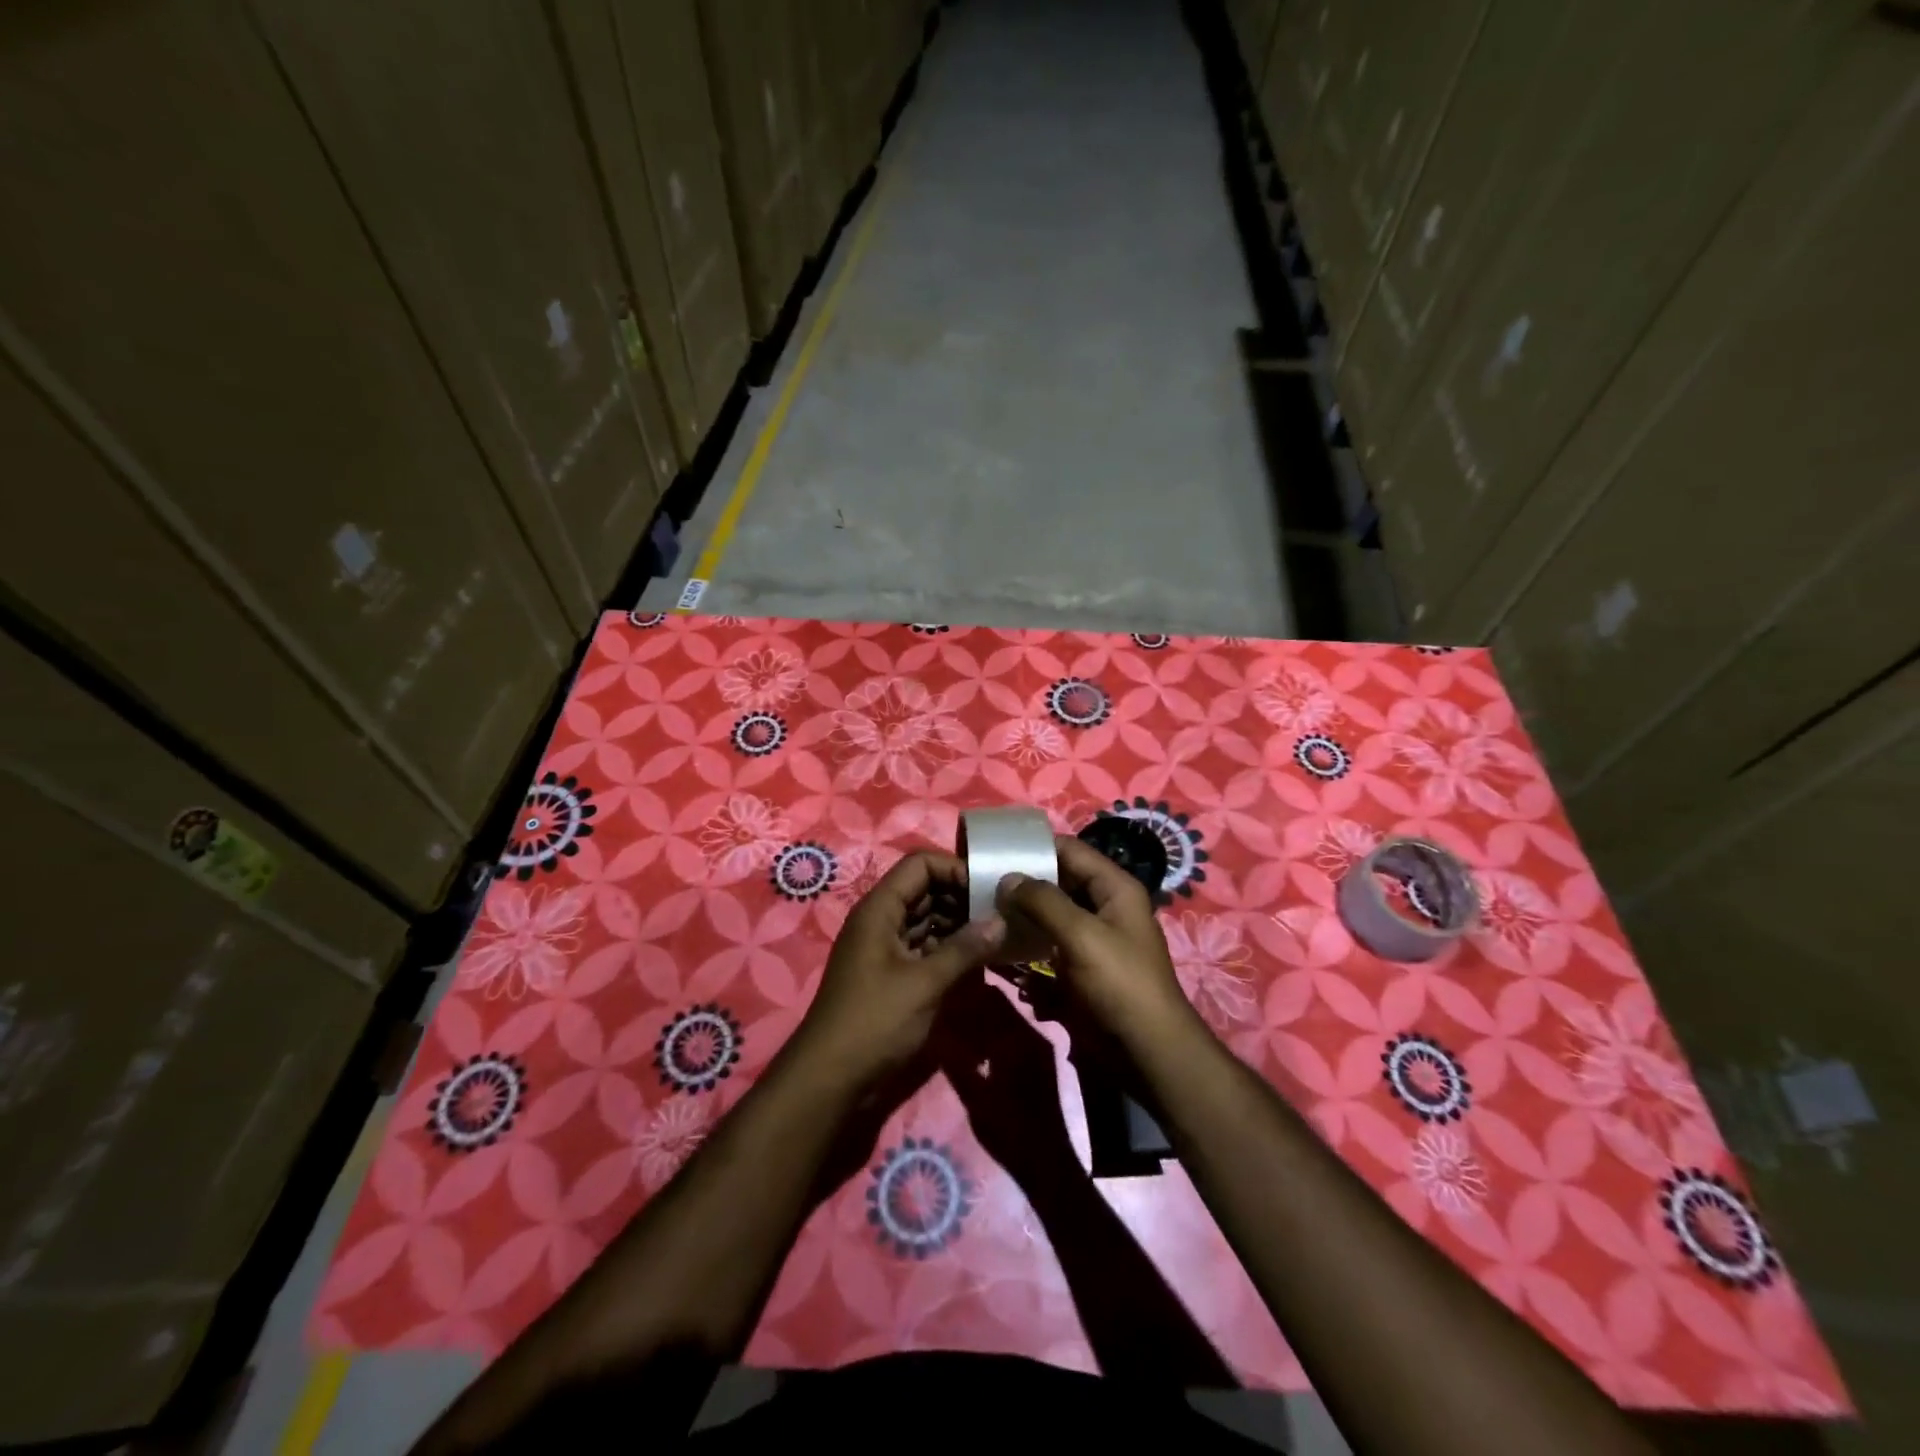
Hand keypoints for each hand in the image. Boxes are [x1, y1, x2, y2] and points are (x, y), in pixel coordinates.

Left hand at [791, 850, 1005, 1092]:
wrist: (830, 1079)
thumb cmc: (875, 1022)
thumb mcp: (924, 983)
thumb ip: (964, 949)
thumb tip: (1001, 921)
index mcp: (880, 909)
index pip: (920, 864)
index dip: (955, 869)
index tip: (989, 890)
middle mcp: (881, 920)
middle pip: (925, 889)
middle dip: (962, 898)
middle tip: (1001, 915)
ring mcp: (885, 948)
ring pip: (927, 920)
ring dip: (959, 925)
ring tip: (996, 937)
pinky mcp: (892, 975)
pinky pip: (924, 948)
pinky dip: (949, 950)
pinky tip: (977, 962)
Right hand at [936, 977, 1082, 1193]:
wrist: (1049, 1164)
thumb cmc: (1009, 1133)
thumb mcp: (975, 1099)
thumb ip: (956, 1061)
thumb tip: (935, 1030)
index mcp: (1016, 1037)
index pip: (988, 997)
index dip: (964, 992)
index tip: (942, 989)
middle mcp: (1031, 1032)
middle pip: (998, 1002)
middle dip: (972, 1000)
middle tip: (945, 1002)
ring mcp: (1039, 1044)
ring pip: (1006, 1015)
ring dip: (983, 1014)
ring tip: (956, 1020)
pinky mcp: (1041, 1058)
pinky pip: (1015, 1030)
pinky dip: (995, 1030)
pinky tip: (977, 1042)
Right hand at [996, 836, 1194, 1046]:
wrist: (1146, 1050)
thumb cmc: (1119, 983)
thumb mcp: (1081, 935)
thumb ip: (1043, 901)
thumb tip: (1007, 878)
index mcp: (1114, 888)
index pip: (1070, 850)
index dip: (1035, 847)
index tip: (994, 850)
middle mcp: (1105, 906)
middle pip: (1059, 881)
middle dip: (1024, 882)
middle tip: (980, 883)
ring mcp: (1093, 938)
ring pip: (1052, 914)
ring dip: (1023, 914)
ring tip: (984, 911)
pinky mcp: (1082, 966)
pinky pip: (1050, 944)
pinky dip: (1029, 943)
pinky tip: (1001, 945)